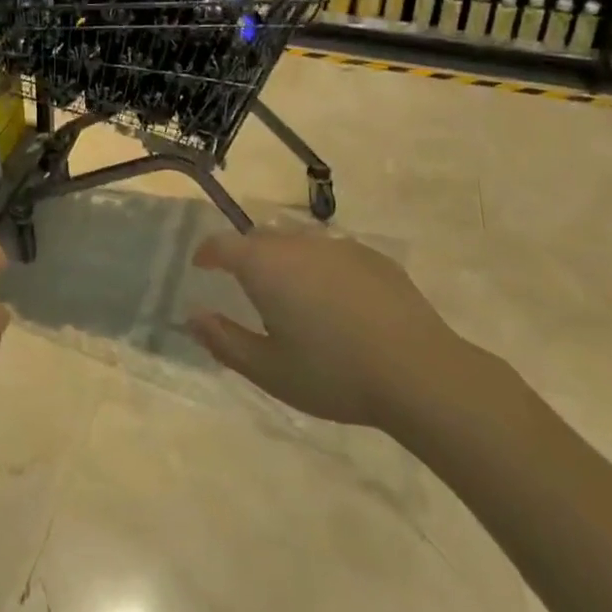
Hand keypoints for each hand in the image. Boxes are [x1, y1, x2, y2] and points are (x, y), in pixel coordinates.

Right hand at [186, 227, 469, 433]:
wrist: (418, 372)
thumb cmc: (333, 373)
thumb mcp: (269, 370)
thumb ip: (224, 341)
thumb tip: (193, 317)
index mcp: (265, 266)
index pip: (223, 244)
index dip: (207, 253)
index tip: (201, 265)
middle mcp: (297, 243)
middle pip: (260, 238)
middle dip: (246, 255)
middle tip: (247, 287)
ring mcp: (338, 246)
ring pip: (298, 242)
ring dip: (286, 260)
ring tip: (293, 294)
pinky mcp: (373, 257)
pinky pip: (333, 253)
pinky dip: (322, 268)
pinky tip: (338, 301)